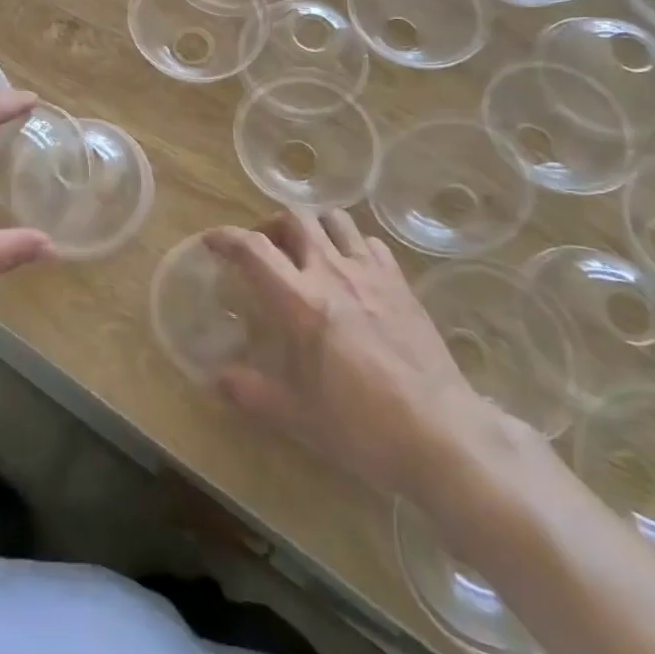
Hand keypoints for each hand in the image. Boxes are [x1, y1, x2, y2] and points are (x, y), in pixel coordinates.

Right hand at [205, 210, 506, 506]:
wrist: (442, 435)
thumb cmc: (362, 427)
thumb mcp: (297, 416)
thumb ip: (251, 392)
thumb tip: (216, 380)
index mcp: (301, 302)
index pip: (253, 250)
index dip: (226, 238)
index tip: (212, 242)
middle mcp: (333, 274)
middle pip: (295, 218)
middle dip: (271, 224)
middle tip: (265, 249)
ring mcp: (372, 275)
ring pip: (336, 220)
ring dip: (313, 226)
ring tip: (306, 251)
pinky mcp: (402, 285)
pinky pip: (371, 244)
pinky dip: (352, 245)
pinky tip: (351, 271)